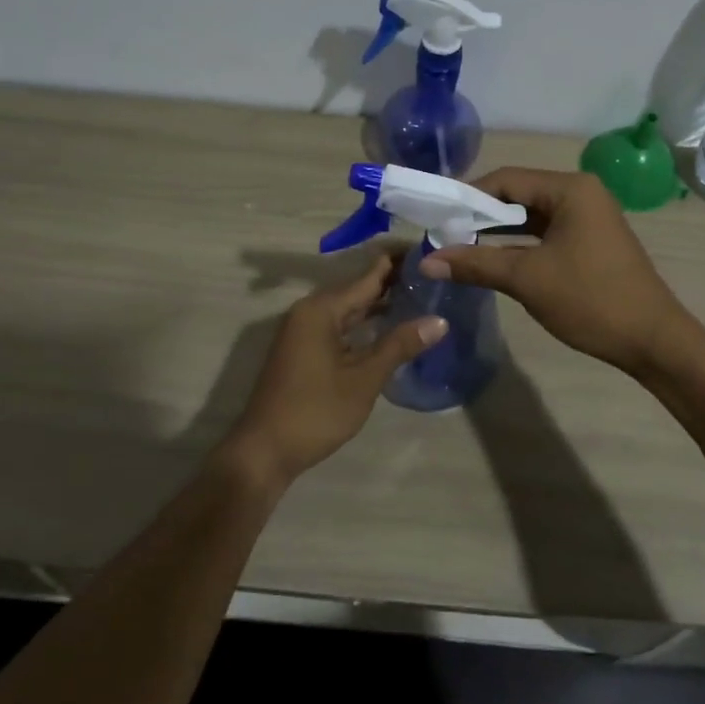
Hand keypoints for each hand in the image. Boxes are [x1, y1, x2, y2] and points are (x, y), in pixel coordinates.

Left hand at [219, 253, 446, 487]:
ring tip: (421, 297)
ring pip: (349, 309)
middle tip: (435, 276)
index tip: (432, 253)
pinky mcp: (304, 349)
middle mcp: (310, 311)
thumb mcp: (364, 379)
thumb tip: (439, 320)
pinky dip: (365, 324)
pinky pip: (340, 325)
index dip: (399, 263)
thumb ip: (400, 345)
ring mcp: (304, 331)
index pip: (369, 275)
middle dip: (394, 283)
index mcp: (321, 309)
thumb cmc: (315, 412)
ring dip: (380, 305)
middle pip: (358, 289)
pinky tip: (390, 329)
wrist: (265, 450)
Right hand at [420, 167, 690, 375]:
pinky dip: (518, 245)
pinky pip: (544, 234)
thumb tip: (426, 262)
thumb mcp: (527, 279)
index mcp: (570, 189)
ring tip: (458, 248)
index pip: (506, 179)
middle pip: (517, 194)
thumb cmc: (590, 299)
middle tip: (442, 235)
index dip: (467, 197)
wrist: (652, 340)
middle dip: (479, 216)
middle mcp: (580, 193)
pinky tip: (491, 260)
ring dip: (496, 232)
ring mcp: (587, 218)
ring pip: (529, 216)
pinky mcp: (589, 241)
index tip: (436, 218)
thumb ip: (475, 264)